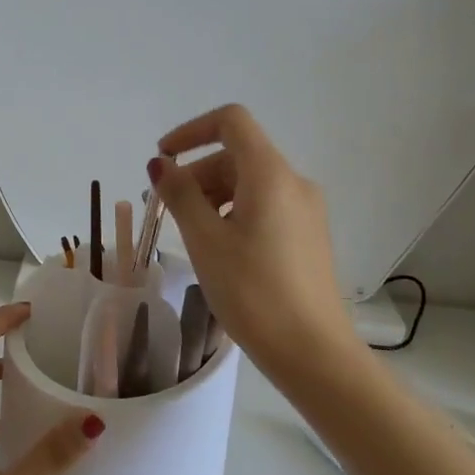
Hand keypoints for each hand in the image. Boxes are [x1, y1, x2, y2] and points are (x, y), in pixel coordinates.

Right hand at [149, 104, 360, 380]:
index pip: (231, 121)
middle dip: (197, 172)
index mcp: (270, 174)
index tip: (163, 160)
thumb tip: (161, 165)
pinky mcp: (309, 235)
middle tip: (166, 211)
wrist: (313, 352)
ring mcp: (306, 210)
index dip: (191, 131)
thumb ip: (180, 195)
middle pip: (238, 154)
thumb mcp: (205, 240)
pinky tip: (219, 248)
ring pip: (250, 182)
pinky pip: (265, 205)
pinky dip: (234, 211)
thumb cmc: (253, 291)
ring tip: (189, 234)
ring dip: (213, 194)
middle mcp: (294, 182)